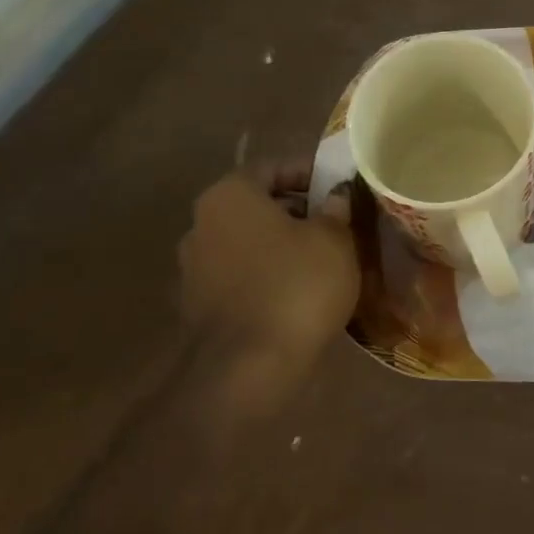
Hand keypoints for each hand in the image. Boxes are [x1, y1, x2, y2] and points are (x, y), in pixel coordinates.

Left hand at [178, 161, 358, 382]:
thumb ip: (336, 209)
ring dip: (282, 244)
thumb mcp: (334, 240)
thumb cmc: (296, 285)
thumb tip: (336, 195)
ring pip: (249, 241)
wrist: (248, 367)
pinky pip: (241, 275)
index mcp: (230, 195)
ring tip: (323, 259)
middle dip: (298, 210)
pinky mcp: (199, 305)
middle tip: (337, 222)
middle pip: (257, 205)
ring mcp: (194, 267)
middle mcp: (202, 223)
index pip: (273, 167)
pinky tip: (299, 290)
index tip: (340, 186)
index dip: (310, 172)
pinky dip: (268, 274)